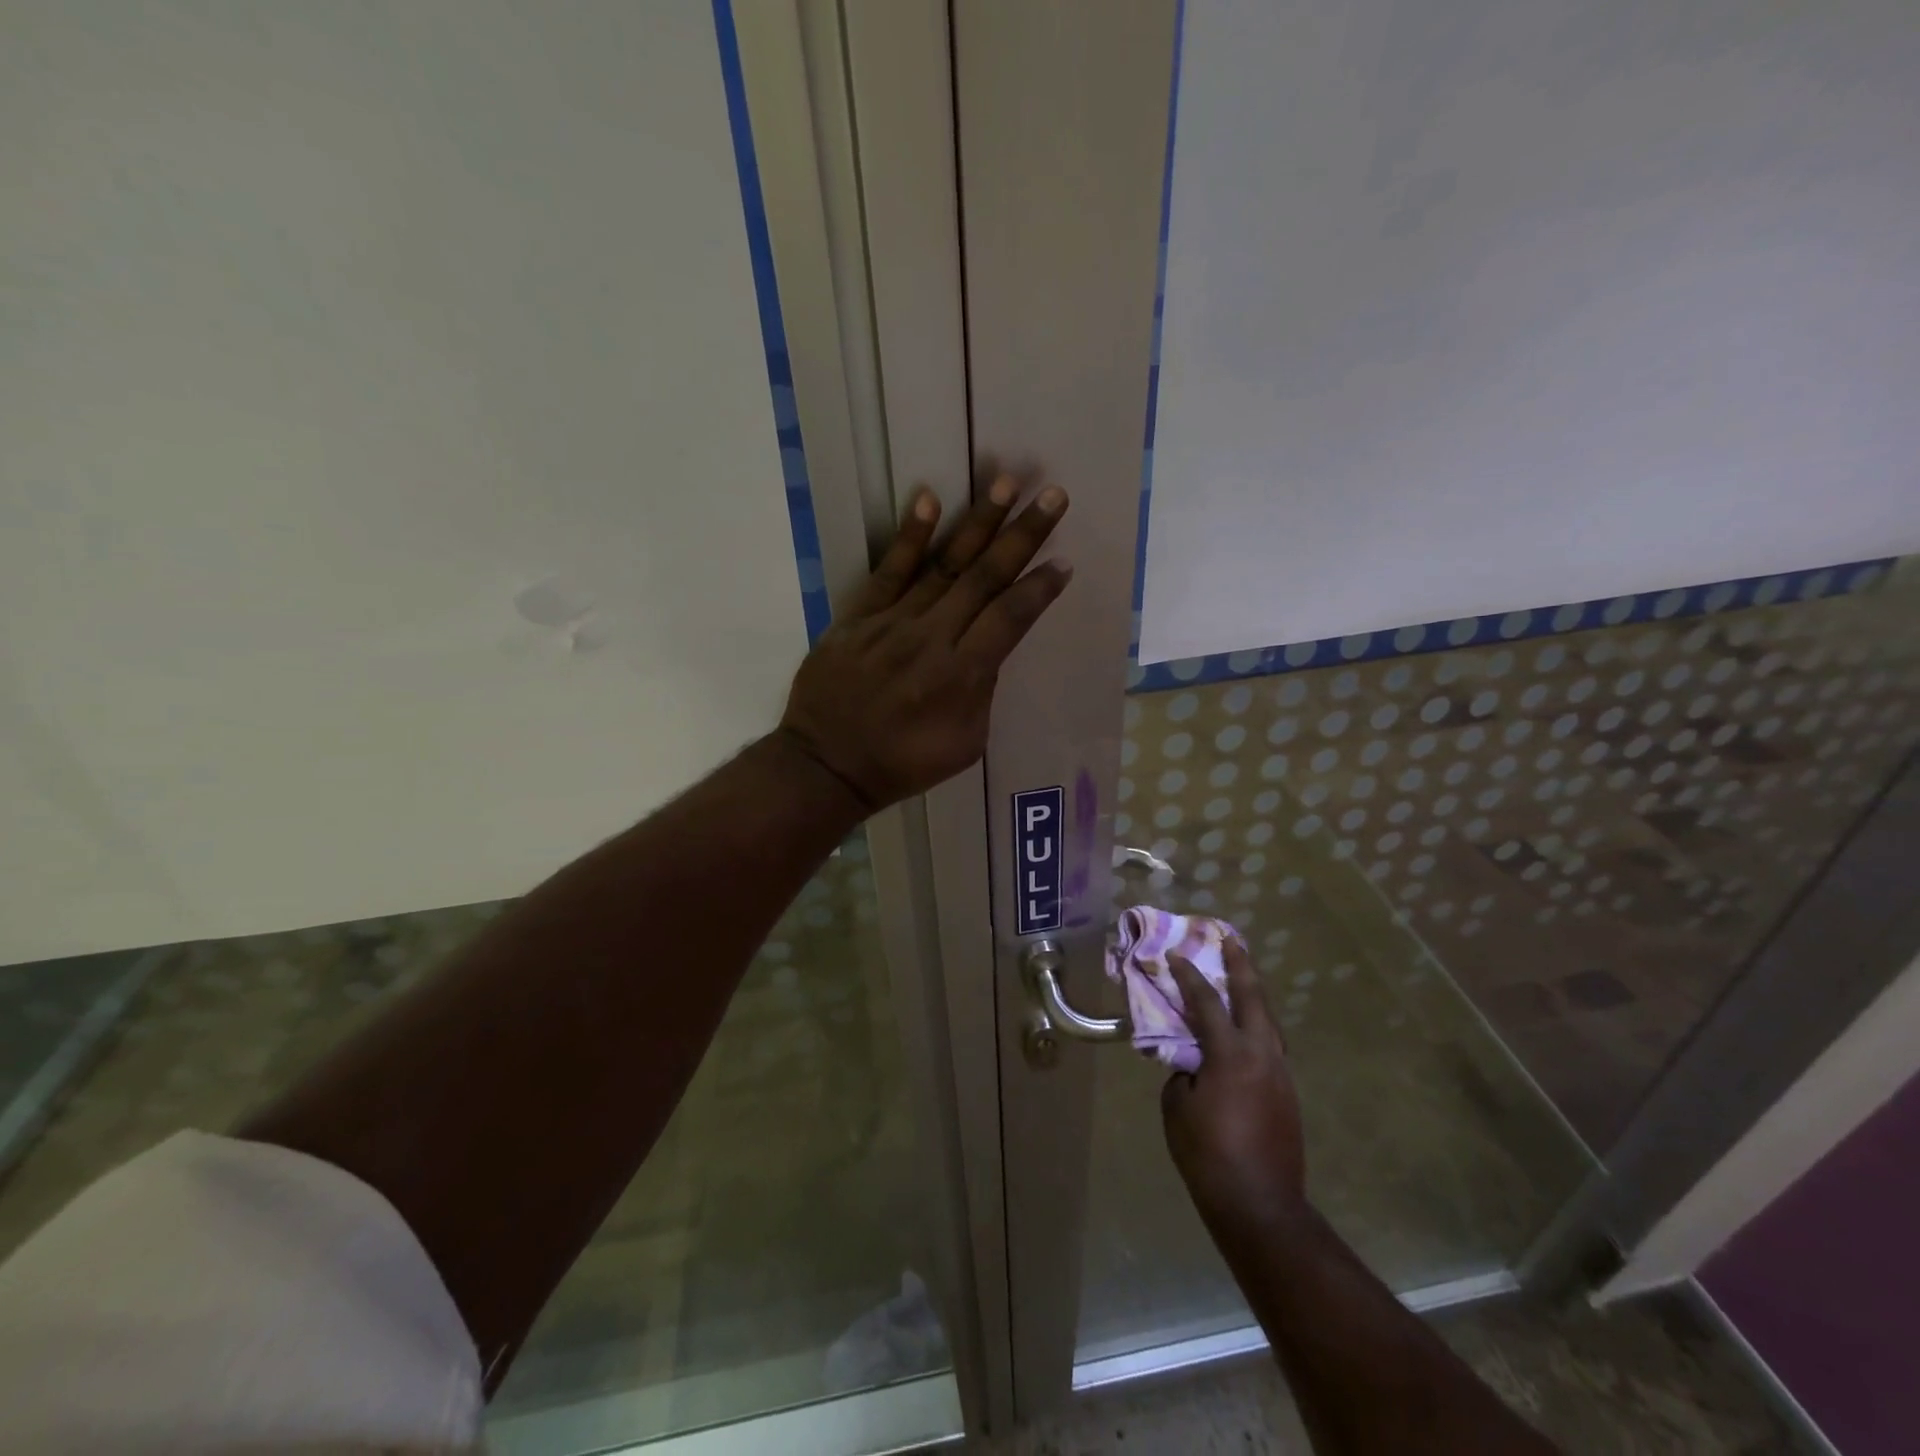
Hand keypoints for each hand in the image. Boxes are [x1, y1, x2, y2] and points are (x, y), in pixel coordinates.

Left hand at [779, 475, 1071, 809]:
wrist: (827, 766)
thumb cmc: (903, 763)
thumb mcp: (964, 744)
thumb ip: (982, 691)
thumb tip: (987, 649)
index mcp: (961, 675)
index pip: (1010, 618)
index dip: (1039, 588)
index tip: (1064, 561)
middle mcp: (931, 638)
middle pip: (985, 578)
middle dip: (1022, 535)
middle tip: (1053, 496)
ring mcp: (892, 622)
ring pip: (943, 565)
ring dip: (978, 522)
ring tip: (1006, 482)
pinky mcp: (858, 617)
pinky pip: (888, 571)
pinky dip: (910, 536)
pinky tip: (930, 499)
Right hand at [1162, 939, 1307, 1242]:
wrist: (1260, 1205)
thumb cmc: (1208, 1154)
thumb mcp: (1177, 1107)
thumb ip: (1183, 1072)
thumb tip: (1193, 1064)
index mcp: (1231, 1053)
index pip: (1207, 1002)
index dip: (1188, 976)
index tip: (1174, 955)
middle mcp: (1263, 1054)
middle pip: (1254, 998)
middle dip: (1241, 966)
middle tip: (1231, 941)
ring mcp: (1280, 1074)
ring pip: (1269, 1021)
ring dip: (1254, 995)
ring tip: (1241, 978)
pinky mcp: (1287, 1094)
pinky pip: (1271, 1046)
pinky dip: (1258, 1027)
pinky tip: (1246, 1032)